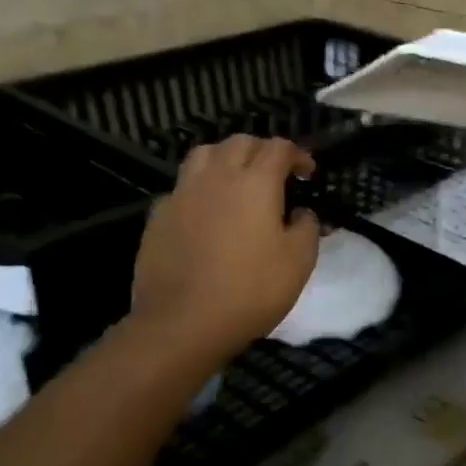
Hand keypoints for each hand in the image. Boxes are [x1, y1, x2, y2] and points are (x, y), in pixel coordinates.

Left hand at [131, 136, 320, 358]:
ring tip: (236, 180)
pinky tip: (205, 212)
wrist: (182, 323)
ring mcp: (182, 194)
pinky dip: (198, 189)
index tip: (307, 172)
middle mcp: (216, 177)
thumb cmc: (250, 290)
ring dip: (225, 158)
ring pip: (203, 155)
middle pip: (239, 143)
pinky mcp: (158, 216)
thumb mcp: (298, 262)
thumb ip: (306, 228)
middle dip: (262, 150)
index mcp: (255, 182)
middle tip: (275, 173)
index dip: (297, 155)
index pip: (278, 148)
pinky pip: (181, 187)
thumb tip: (301, 212)